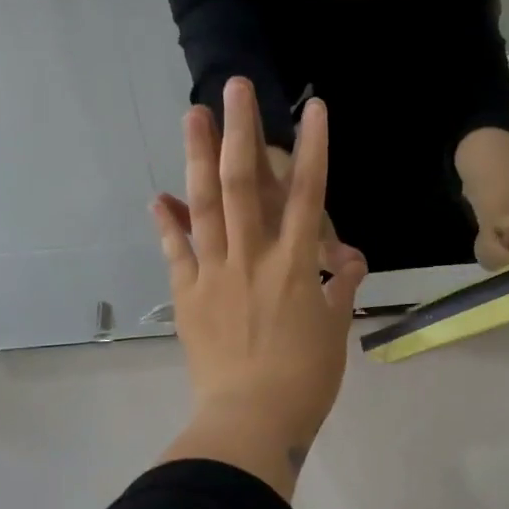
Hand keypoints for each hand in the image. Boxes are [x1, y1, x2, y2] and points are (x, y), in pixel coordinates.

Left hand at [151, 78, 366, 496]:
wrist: (250, 421)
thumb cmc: (305, 379)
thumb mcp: (334, 331)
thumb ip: (341, 288)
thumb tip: (351, 258)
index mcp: (295, 266)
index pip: (309, 195)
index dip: (313, 148)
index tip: (314, 109)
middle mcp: (252, 258)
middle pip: (246, 184)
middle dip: (241, 131)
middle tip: (233, 88)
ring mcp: (214, 273)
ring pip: (205, 206)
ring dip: (198, 158)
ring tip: (193, 116)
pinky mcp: (187, 295)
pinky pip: (176, 252)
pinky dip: (167, 222)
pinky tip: (157, 196)